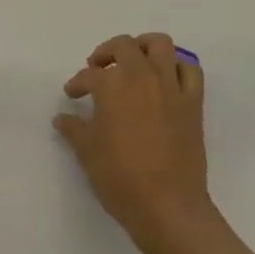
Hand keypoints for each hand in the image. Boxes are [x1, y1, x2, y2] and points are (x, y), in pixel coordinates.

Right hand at [54, 32, 213, 253]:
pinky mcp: (193, 103)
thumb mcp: (87, 153)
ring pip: (160, 45)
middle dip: (107, 52)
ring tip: (134, 62)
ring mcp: (170, 87)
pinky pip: (190, 71)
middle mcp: (142, 77)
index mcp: (112, 86)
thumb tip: (61, 118)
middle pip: (124, 46)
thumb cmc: (121, 179)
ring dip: (144, 47)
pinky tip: (166, 80)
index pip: (90, 75)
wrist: (168, 208)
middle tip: (98, 68)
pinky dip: (178, 68)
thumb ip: (74, 129)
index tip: (72, 94)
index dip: (78, 82)